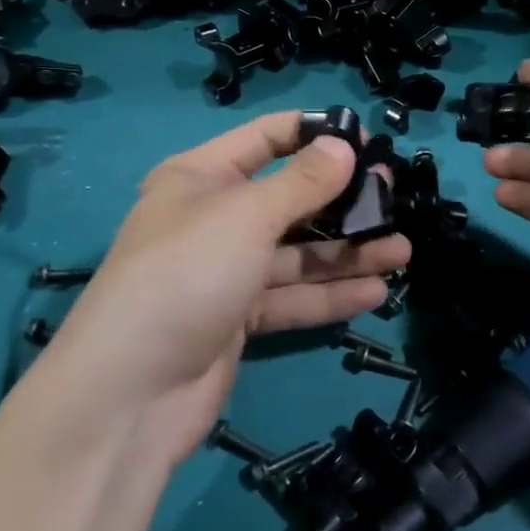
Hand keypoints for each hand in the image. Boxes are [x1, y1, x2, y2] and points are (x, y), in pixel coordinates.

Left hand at [47, 113, 409, 459]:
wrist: (128, 396)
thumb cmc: (186, 275)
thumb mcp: (247, 216)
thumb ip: (302, 182)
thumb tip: (343, 146)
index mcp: (201, 177)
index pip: (266, 139)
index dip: (315, 134)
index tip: (367, 140)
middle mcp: (214, 219)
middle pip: (289, 199)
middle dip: (342, 199)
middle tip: (394, 198)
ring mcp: (226, 272)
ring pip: (297, 253)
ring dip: (348, 253)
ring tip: (401, 251)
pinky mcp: (238, 319)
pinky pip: (292, 297)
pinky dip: (330, 295)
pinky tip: (375, 292)